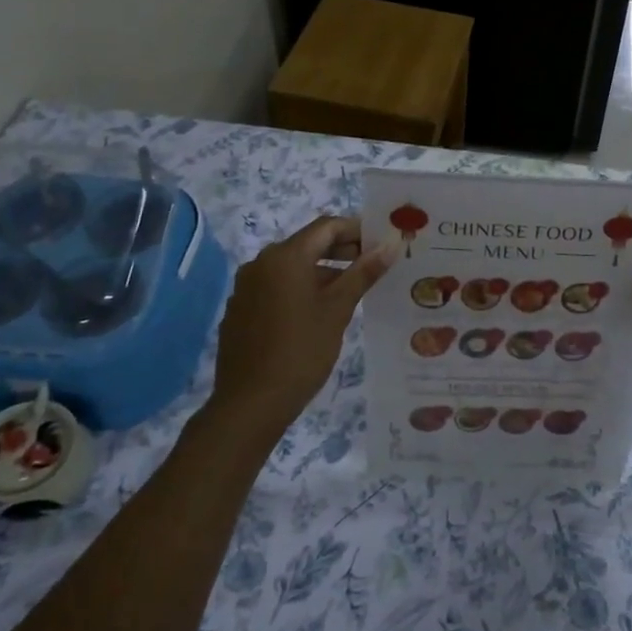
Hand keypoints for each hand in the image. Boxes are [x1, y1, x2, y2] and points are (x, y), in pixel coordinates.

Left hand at [208, 214, 397, 449]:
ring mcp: (247, 287)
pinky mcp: (241, 309)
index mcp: (285, 257)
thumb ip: (364, 272)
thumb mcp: (338, 310)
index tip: (383, 244)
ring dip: (323, 271)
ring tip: (352, 291)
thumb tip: (390, 244)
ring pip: (292, 267)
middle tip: (374, 266)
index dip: (357, 230)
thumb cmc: (301, 351)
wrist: (250, 403)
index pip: (327, 227)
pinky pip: (277, 286)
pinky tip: (319, 312)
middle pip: (308, 244)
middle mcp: (261, 263)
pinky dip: (301, 288)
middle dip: (342, 250)